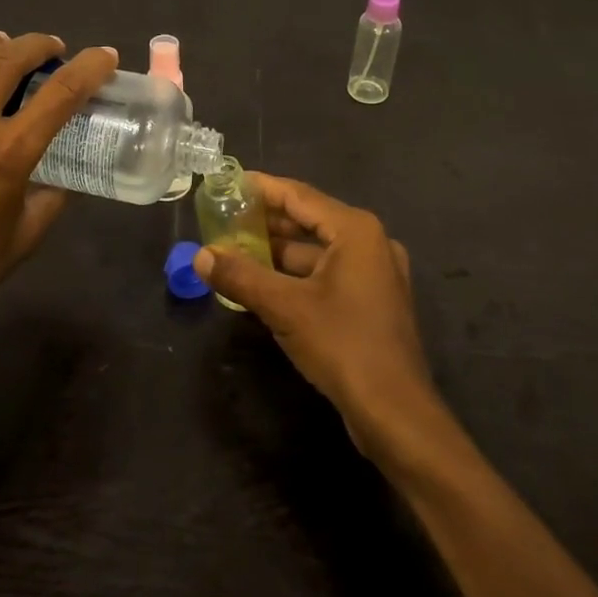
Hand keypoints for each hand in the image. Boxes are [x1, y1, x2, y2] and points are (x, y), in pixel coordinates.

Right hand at [194, 174, 437, 458]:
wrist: (396, 414)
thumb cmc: (343, 345)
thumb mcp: (285, 308)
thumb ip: (241, 276)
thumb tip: (201, 255)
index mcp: (355, 229)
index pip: (299, 195)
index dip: (262, 188)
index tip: (230, 182)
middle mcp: (370, 242)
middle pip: (310, 220)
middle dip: (267, 221)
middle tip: (226, 217)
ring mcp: (375, 273)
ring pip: (317, 251)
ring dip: (279, 251)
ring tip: (236, 251)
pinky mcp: (372, 301)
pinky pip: (327, 274)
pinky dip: (296, 275)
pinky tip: (264, 284)